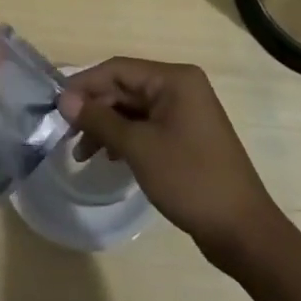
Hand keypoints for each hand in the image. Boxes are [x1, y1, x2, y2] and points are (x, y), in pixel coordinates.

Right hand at [57, 58, 279, 267]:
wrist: (243, 232)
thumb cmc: (190, 180)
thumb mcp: (138, 147)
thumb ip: (99, 119)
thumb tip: (64, 99)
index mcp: (174, 79)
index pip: (117, 69)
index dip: (84, 85)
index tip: (57, 106)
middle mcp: (180, 88)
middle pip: (124, 88)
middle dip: (94, 109)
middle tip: (67, 135)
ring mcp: (185, 113)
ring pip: (132, 109)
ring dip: (106, 126)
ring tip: (83, 154)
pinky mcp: (185, 136)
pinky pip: (146, 126)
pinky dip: (124, 138)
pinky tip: (108, 157)